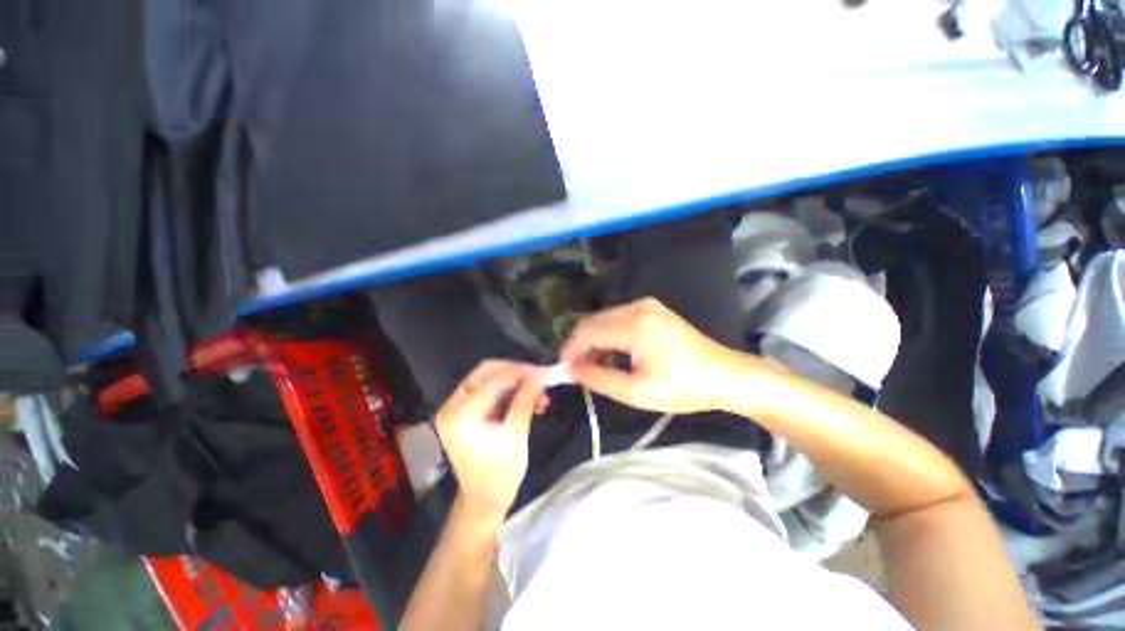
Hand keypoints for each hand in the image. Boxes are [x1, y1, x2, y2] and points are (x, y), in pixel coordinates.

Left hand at [434, 360, 546, 525]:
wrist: (484, 501)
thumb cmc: (500, 474)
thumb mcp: (516, 435)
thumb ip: (525, 400)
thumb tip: (540, 375)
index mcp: (461, 415)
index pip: (494, 379)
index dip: (521, 372)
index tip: (545, 372)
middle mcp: (452, 405)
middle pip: (487, 371)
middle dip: (517, 372)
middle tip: (540, 378)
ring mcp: (456, 407)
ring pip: (489, 378)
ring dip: (516, 381)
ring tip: (539, 394)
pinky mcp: (464, 410)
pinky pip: (489, 389)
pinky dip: (509, 390)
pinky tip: (528, 399)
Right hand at [560, 298, 742, 413]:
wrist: (724, 376)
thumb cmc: (683, 387)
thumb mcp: (636, 391)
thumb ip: (598, 378)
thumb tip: (571, 370)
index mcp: (634, 324)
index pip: (587, 331)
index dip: (571, 350)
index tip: (564, 371)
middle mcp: (637, 307)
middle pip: (593, 322)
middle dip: (581, 346)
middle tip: (578, 373)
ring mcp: (646, 306)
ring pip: (604, 321)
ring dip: (594, 343)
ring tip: (595, 368)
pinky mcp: (651, 310)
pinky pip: (618, 320)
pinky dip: (609, 338)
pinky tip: (612, 356)